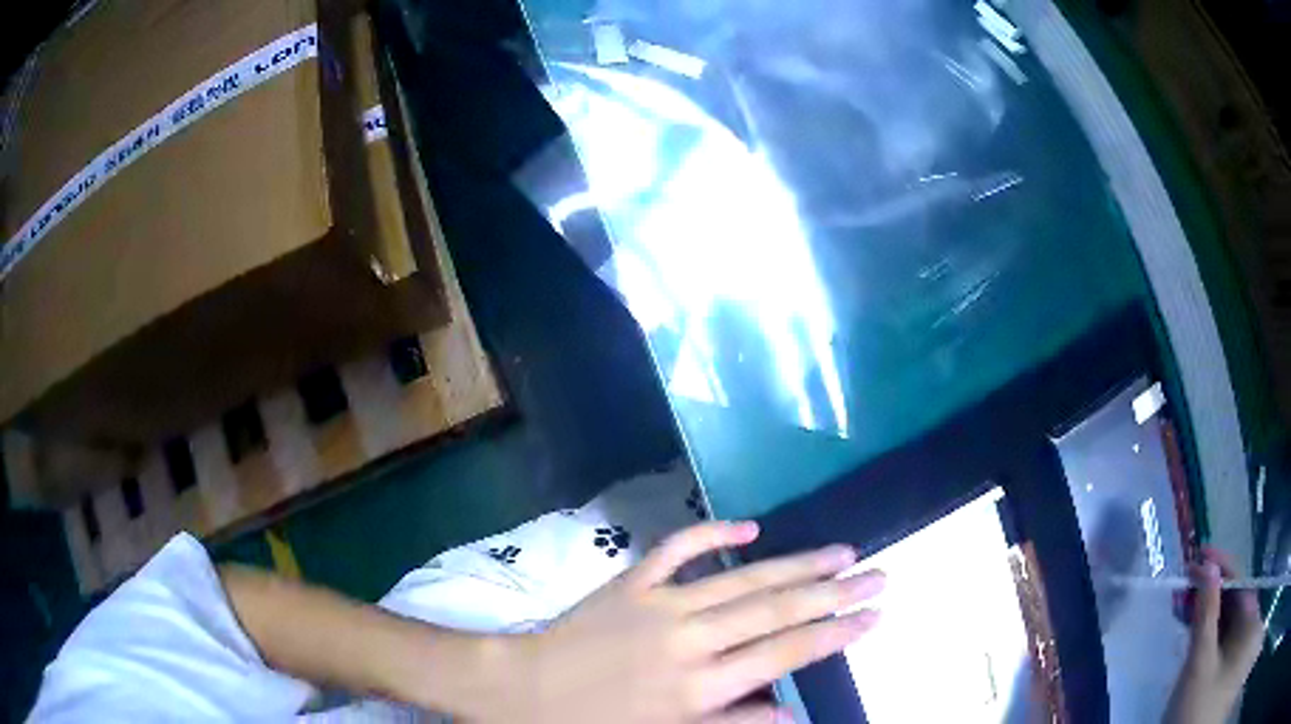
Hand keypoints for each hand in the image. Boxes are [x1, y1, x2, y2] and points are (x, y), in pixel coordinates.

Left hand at [475, 521, 883, 722]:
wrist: (525, 690)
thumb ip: (735, 723)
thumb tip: (796, 713)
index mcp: (700, 685)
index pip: (786, 653)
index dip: (835, 632)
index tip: (874, 615)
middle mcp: (690, 639)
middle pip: (777, 610)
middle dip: (834, 591)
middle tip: (877, 573)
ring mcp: (660, 603)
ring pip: (742, 578)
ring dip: (796, 562)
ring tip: (840, 551)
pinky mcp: (631, 582)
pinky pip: (679, 550)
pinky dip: (714, 535)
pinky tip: (750, 526)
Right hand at [1164, 547, 1262, 723]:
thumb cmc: (1191, 711)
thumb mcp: (1199, 665)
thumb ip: (1206, 614)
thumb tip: (1207, 567)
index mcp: (1252, 622)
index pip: (1242, 584)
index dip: (1223, 568)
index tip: (1201, 553)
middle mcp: (1250, 628)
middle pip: (1235, 602)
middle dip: (1212, 592)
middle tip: (1187, 580)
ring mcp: (1238, 649)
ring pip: (1228, 621)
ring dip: (1208, 612)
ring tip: (1184, 602)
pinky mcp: (1226, 666)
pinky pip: (1224, 638)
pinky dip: (1210, 631)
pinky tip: (1194, 626)